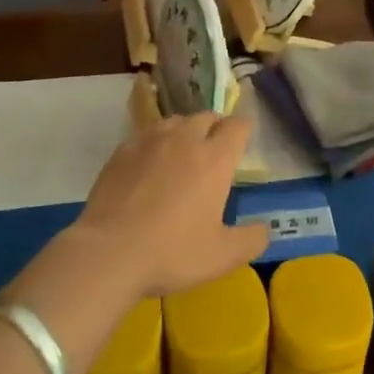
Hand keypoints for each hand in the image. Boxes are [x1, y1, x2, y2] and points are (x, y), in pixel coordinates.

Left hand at [74, 114, 267, 298]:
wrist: (108, 253)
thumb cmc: (172, 252)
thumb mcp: (222, 256)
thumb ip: (251, 239)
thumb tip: (265, 228)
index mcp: (215, 159)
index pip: (238, 126)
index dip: (243, 132)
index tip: (242, 145)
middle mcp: (185, 139)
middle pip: (207, 117)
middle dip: (215, 128)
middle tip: (213, 152)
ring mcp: (151, 140)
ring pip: (176, 121)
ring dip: (185, 132)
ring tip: (182, 155)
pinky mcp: (122, 150)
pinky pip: (147, 134)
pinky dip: (155, 143)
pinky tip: (149, 166)